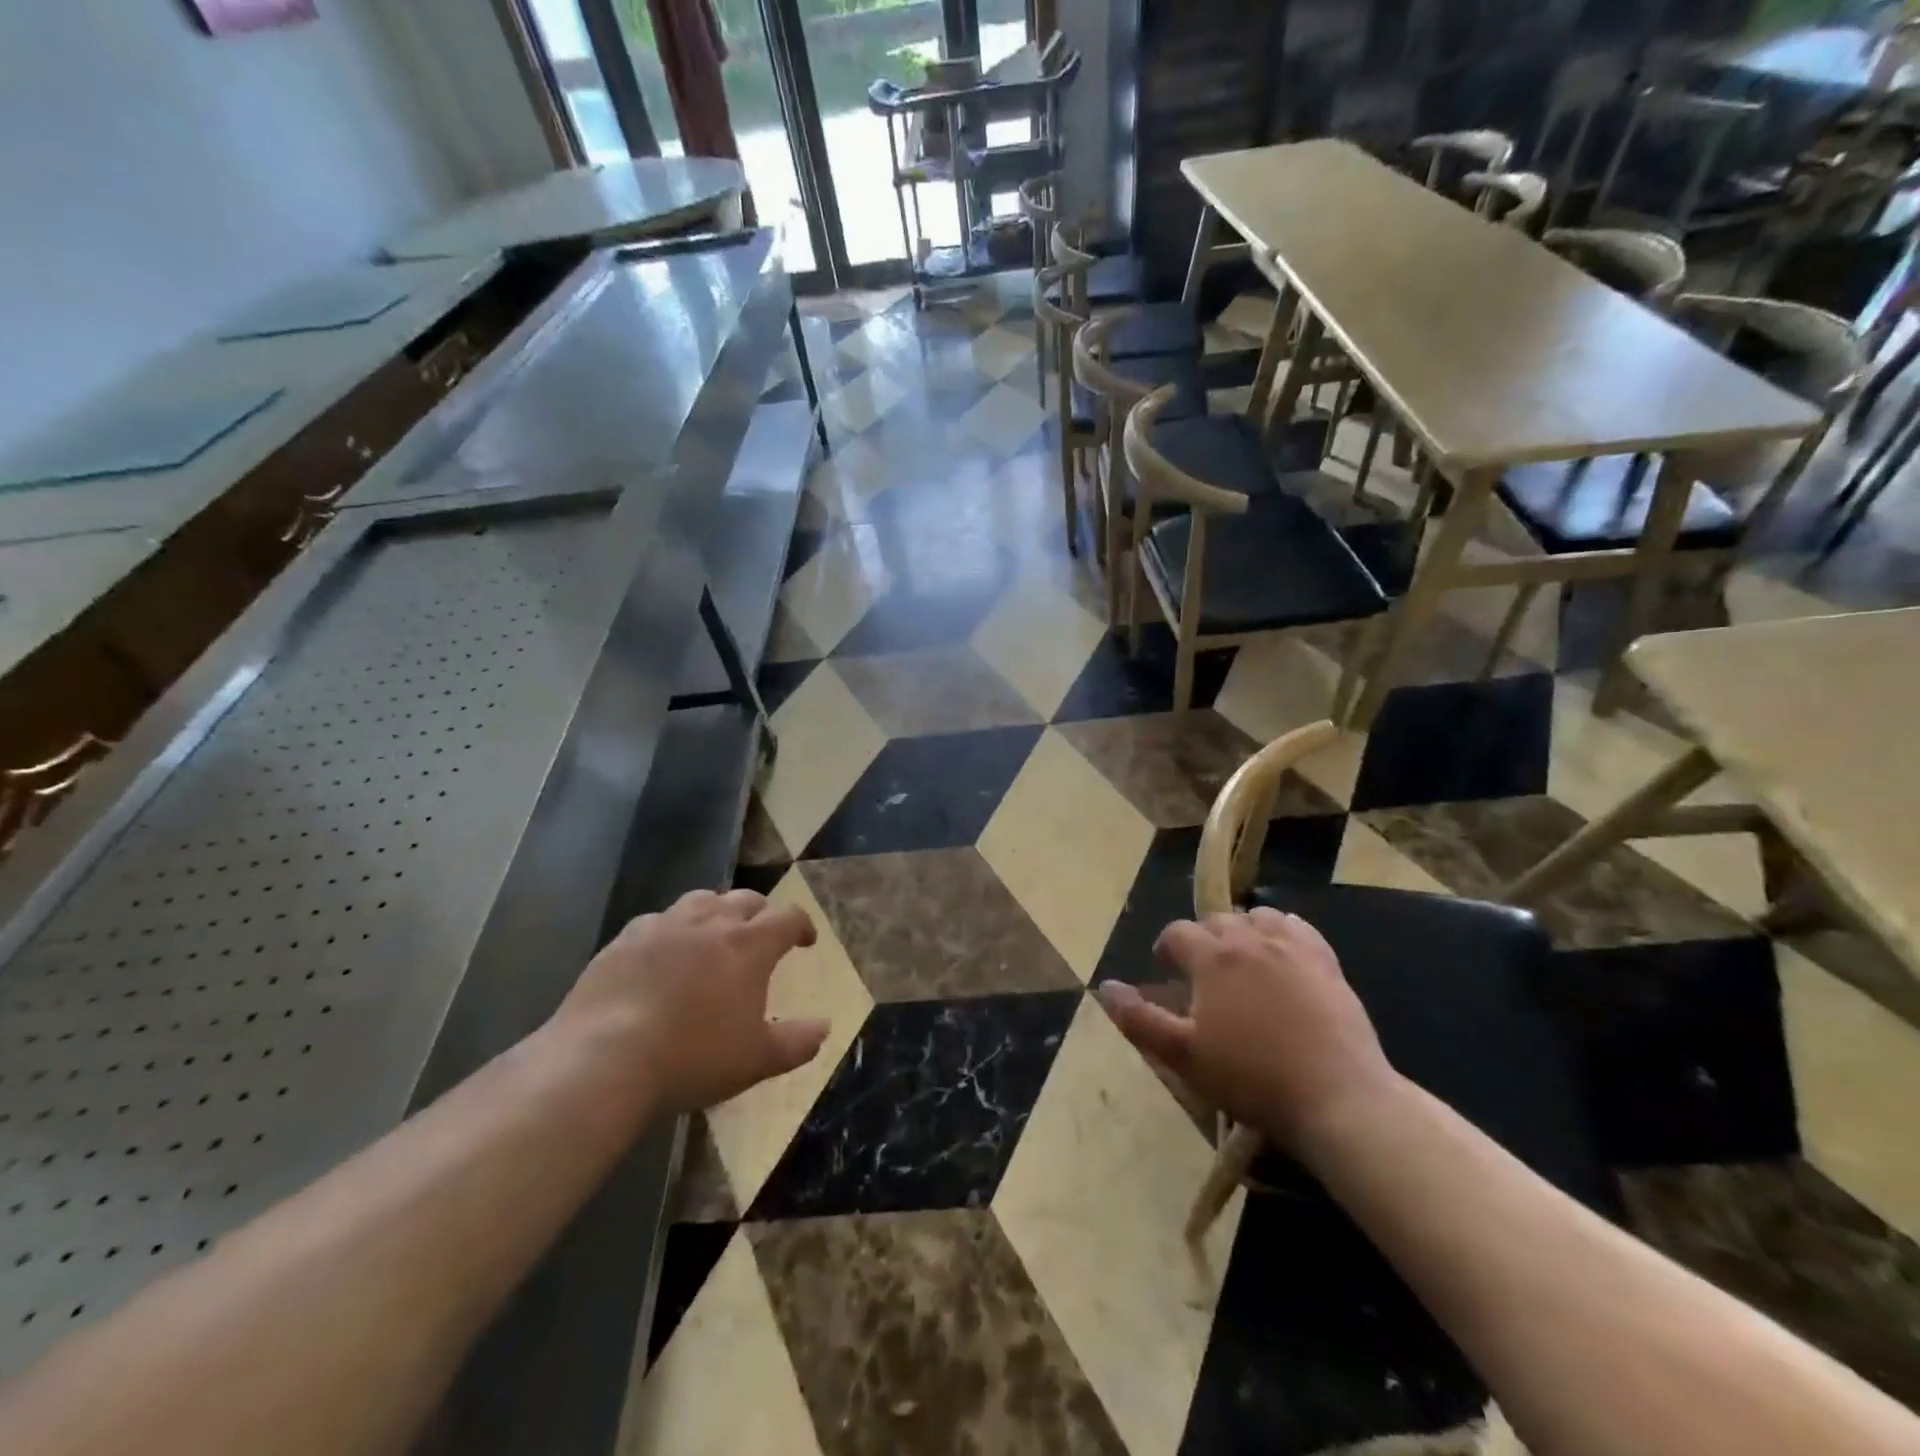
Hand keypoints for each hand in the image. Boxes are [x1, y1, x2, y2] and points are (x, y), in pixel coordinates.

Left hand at [553, 889, 830, 1114]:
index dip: (801, 925)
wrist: (604, 1059)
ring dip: (715, 911)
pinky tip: (662, 952)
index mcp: (748, 945)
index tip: (805, 941)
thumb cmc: (693, 1058)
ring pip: (699, 900)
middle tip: (761, 933)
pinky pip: (656, 921)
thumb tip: (824, 1027)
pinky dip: (670, 929)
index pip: (787, 918)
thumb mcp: (756, 1060)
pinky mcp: (623, 940)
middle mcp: (710, 923)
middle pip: (744, 899)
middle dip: (760, 912)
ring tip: (714, 932)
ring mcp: (663, 927)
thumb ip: (796, 1042)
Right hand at [1098, 908, 1400, 1155]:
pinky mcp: (1326, 961)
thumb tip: (1105, 986)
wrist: (1339, 1098)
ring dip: (1242, 931)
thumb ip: (1139, 1018)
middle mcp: (1250, 939)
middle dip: (1202, 939)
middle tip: (1202, 974)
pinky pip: (1297, 927)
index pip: (1177, 933)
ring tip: (1241, 961)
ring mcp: (1292, 947)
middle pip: (1216, 920)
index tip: (1166, 971)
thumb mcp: (1184, 1056)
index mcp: (1212, 958)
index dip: (1166, 948)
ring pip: (1257, 917)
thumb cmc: (1253, 1079)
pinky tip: (1282, 955)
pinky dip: (1281, 931)